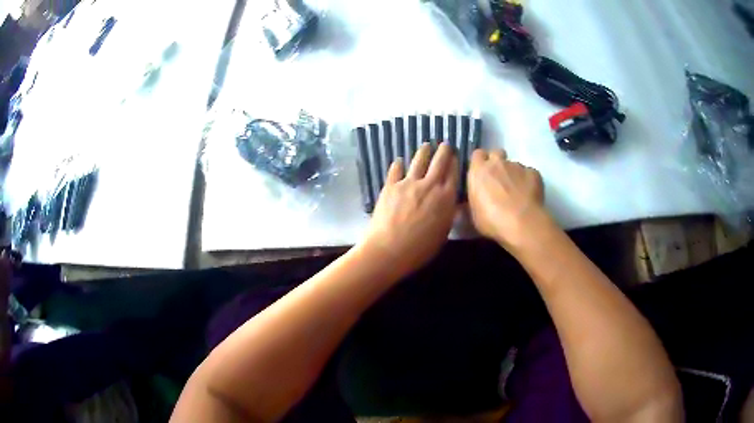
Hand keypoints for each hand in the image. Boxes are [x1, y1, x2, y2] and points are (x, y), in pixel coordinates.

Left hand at [362, 142, 458, 276]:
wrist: (389, 250)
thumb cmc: (420, 249)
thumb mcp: (443, 234)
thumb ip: (447, 215)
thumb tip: (450, 205)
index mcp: (446, 198)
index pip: (453, 174)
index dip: (455, 163)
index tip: (455, 156)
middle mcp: (429, 185)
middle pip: (439, 161)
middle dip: (444, 151)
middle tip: (445, 145)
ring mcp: (408, 183)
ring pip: (419, 160)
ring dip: (424, 151)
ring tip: (426, 146)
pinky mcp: (390, 185)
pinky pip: (396, 170)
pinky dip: (398, 164)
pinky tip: (399, 161)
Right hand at [467, 149, 548, 252]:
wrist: (521, 223)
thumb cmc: (492, 220)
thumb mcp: (474, 214)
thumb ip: (474, 201)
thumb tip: (472, 201)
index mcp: (479, 171)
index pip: (477, 154)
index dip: (481, 162)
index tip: (482, 174)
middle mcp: (498, 163)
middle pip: (497, 153)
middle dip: (498, 163)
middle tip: (499, 180)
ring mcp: (517, 166)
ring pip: (514, 165)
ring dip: (514, 175)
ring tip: (517, 193)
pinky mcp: (534, 173)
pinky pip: (530, 174)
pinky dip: (529, 182)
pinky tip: (529, 196)